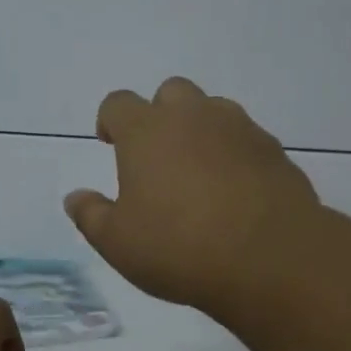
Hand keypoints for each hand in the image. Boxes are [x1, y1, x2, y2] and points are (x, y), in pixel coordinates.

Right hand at [64, 77, 320, 313]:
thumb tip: (75, 198)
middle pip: (170, 92)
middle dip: (160, 115)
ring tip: (199, 172)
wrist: (271, 258)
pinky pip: (247, 138)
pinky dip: (235, 153)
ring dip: (200, 129)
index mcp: (147, 131)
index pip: (118, 103)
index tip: (110, 144)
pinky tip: (236, 191)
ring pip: (214, 110)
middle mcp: (192, 116)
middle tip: (158, 156)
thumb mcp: (118, 242)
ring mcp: (239, 129)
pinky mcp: (274, 150)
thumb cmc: (180, 247)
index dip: (110, 120)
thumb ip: (91, 215)